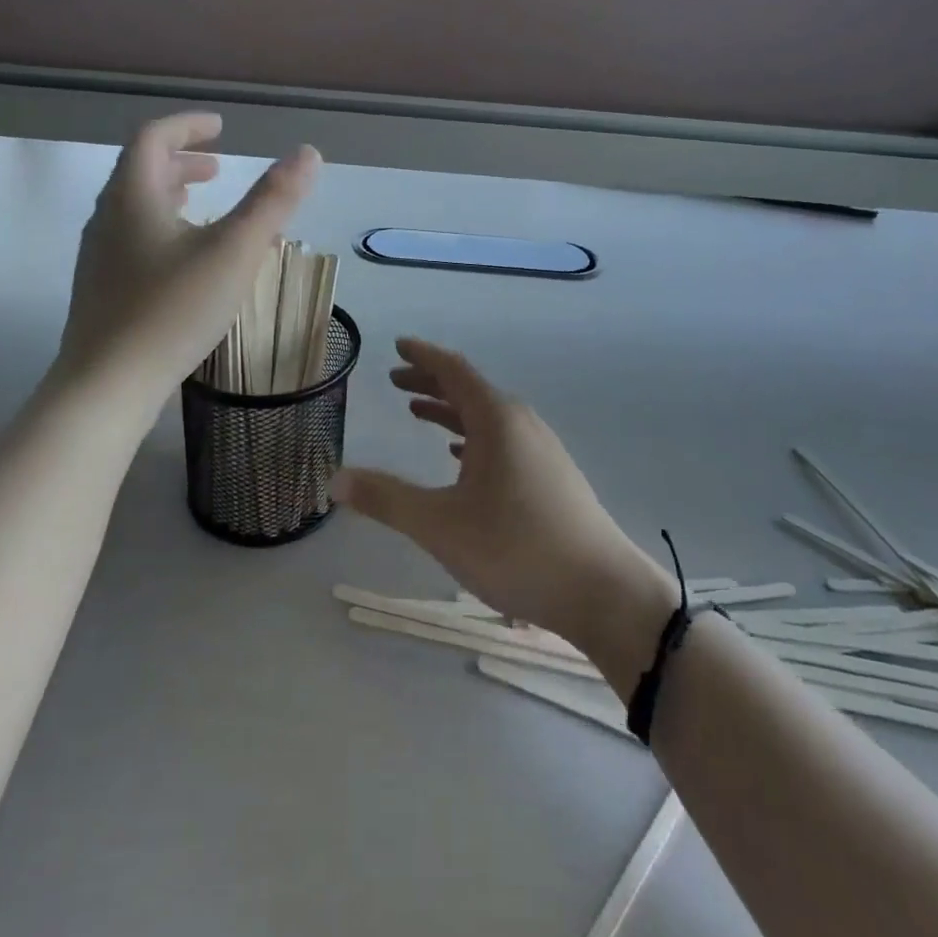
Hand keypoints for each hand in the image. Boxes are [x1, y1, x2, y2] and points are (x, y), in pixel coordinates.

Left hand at [56, 113, 318, 389]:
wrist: (107, 385)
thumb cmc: (173, 309)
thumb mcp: (235, 251)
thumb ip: (273, 201)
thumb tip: (308, 154)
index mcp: (133, 196)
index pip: (153, 138)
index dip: (187, 126)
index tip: (220, 128)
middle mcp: (108, 217)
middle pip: (141, 171)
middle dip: (182, 161)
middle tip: (219, 167)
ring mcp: (100, 255)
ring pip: (136, 207)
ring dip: (172, 194)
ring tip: (205, 203)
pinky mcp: (103, 288)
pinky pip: (134, 238)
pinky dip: (164, 227)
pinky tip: (188, 258)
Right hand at [330, 339, 675, 657]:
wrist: (602, 591)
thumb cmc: (516, 548)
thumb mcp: (441, 525)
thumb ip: (387, 499)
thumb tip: (335, 480)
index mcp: (497, 419)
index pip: (454, 371)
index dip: (423, 356)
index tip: (397, 345)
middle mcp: (521, 423)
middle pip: (469, 390)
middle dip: (430, 382)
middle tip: (395, 381)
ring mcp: (541, 449)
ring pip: (487, 417)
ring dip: (451, 411)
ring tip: (418, 414)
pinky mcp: (551, 476)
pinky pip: (503, 440)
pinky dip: (474, 437)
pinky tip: (461, 457)